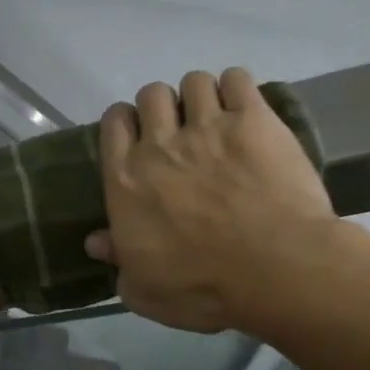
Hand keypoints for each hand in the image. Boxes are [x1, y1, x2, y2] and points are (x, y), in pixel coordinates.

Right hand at [86, 68, 334, 333]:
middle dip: (162, 107)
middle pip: (151, 95)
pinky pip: (237, 79)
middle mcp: (160, 143)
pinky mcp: (253, 120)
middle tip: (180, 132)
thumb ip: (117, 260)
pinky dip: (237, 87)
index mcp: (126, 179)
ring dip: (200, 96)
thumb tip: (95, 241)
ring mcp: (208, 127)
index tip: (138, 137)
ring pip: (193, 81)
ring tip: (215, 119)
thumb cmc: (201, 287)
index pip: (113, 124)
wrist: (274, 270)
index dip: (126, 123)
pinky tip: (244, 109)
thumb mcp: (144, 290)